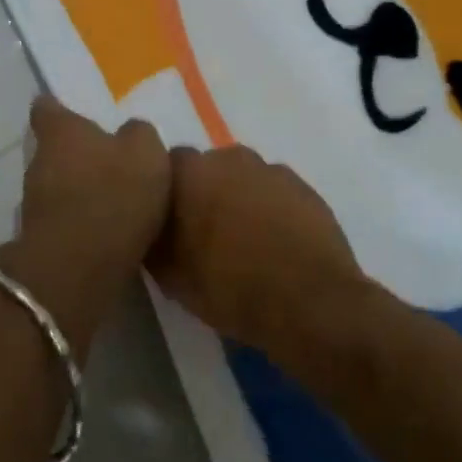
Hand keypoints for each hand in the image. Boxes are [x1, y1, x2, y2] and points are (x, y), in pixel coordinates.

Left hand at [0, 96, 169, 358]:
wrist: (80, 263)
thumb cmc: (115, 193)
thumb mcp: (147, 153)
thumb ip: (139, 135)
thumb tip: (131, 132)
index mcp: (62, 132)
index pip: (47, 109)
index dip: (55, 109)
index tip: (65, 111)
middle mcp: (39, 161)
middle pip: (51, 150)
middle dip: (75, 155)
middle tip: (105, 161)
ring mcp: (33, 202)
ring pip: (54, 185)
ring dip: (76, 190)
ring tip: (109, 200)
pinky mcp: (40, 238)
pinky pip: (62, 220)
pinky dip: (77, 221)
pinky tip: (103, 231)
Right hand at [149, 144, 364, 354]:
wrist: (310, 303)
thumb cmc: (230, 288)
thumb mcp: (171, 277)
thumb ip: (153, 242)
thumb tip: (151, 229)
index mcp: (190, 172)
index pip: (162, 167)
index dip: (163, 194)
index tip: (165, 221)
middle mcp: (230, 158)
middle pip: (206, 169)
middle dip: (202, 193)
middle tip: (201, 232)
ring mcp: (272, 171)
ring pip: (243, 180)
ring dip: (238, 199)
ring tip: (242, 241)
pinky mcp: (305, 188)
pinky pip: (275, 193)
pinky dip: (270, 210)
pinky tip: (273, 243)